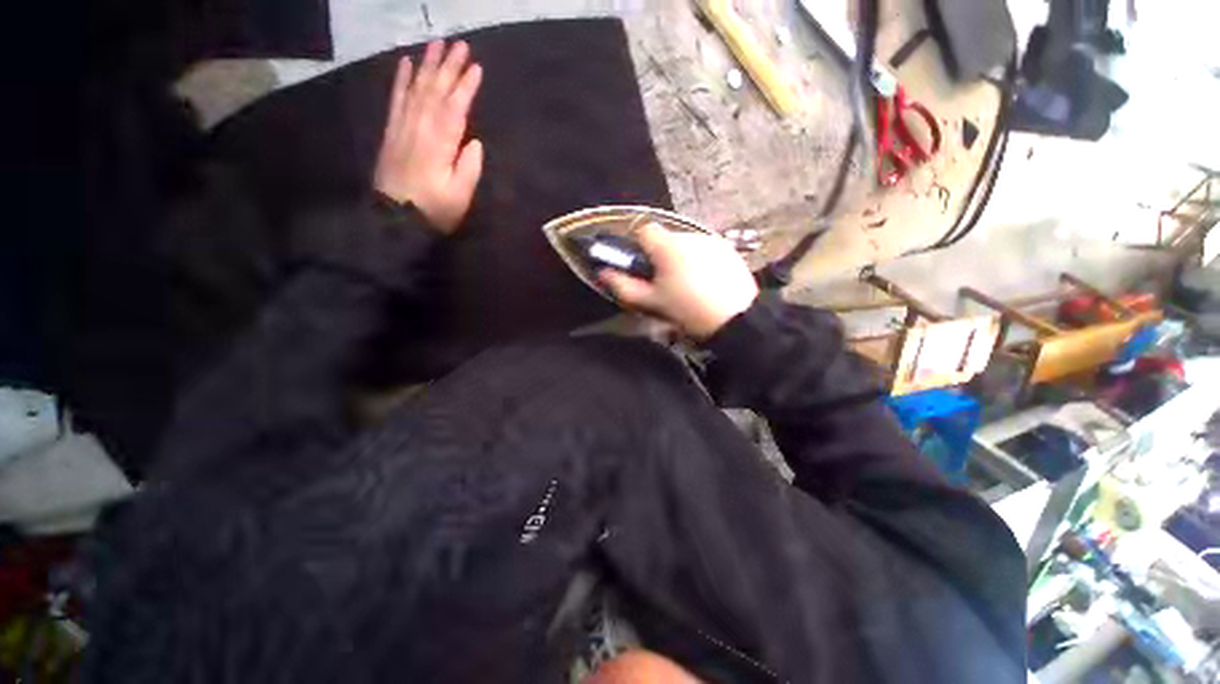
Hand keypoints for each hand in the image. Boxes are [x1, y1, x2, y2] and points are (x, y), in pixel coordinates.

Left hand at [374, 41, 483, 232]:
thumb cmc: (435, 210)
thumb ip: (469, 168)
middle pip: (434, 91)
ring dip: (427, 65)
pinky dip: (401, 79)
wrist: (396, 218)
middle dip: (448, 67)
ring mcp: (403, 127)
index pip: (454, 109)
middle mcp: (420, 128)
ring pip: (416, 89)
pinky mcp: (392, 131)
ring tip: (436, 44)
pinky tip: (407, 63)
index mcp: (440, 145)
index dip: (465, 87)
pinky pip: (396, 99)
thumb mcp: (460, 196)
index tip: (476, 67)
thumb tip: (474, 142)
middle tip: (460, 44)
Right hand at [598, 223, 758, 338]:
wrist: (735, 319)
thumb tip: (603, 273)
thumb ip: (624, 286)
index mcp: (667, 246)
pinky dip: (699, 260)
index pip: (643, 229)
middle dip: (659, 255)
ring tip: (687, 284)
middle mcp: (689, 235)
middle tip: (663, 282)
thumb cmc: (687, 309)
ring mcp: (711, 240)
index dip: (637, 245)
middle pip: (665, 238)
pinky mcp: (728, 249)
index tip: (640, 265)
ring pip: (685, 244)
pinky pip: (705, 249)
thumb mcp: (652, 302)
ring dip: (680, 257)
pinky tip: (706, 281)